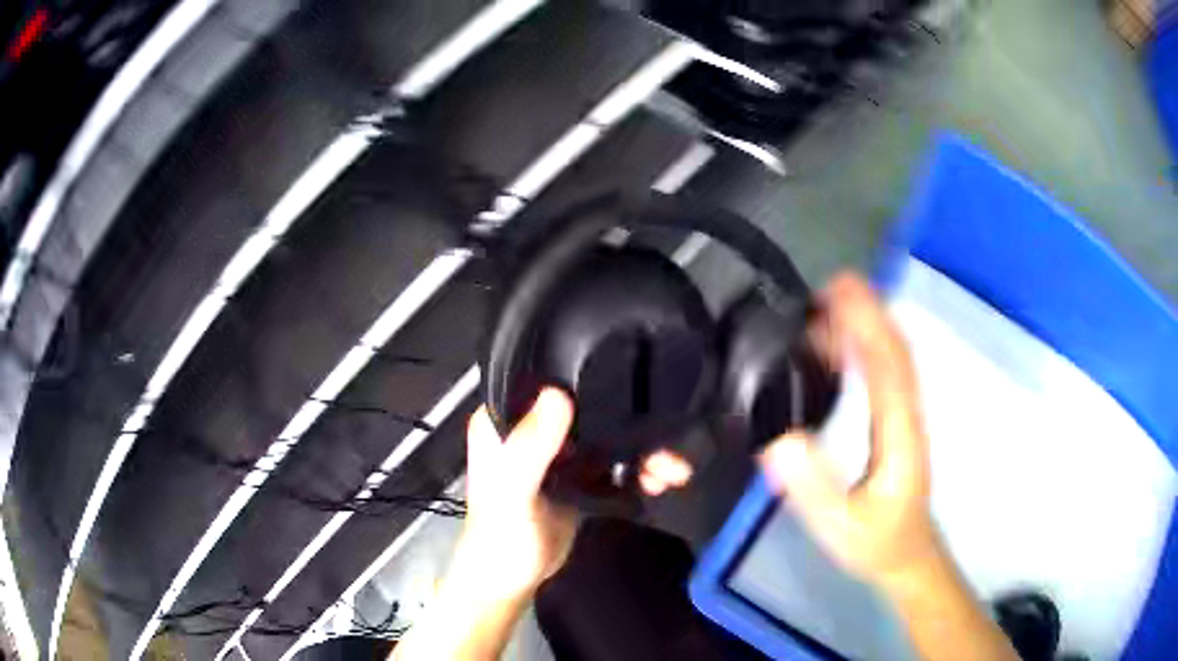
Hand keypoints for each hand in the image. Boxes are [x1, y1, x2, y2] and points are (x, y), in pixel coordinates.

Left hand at [461, 389, 696, 594]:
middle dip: (625, 418)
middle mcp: (531, 431)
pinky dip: (637, 468)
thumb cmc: (499, 537)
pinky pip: (613, 463)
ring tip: (669, 465)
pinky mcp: (578, 478)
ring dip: (639, 447)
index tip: (622, 372)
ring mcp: (558, 455)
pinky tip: (660, 477)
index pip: (542, 381)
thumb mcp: (511, 492)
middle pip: (584, 409)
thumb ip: (530, 448)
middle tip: (660, 430)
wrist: (512, 581)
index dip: (579, 373)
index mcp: (504, 423)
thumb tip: (558, 395)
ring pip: (605, 436)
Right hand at [759, 273, 942, 589]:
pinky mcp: (898, 422)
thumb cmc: (876, 541)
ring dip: (868, 323)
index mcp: (898, 433)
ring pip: (894, 357)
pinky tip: (840, 345)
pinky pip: (886, 373)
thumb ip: (813, 488)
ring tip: (827, 306)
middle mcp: (907, 414)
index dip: (865, 323)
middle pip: (895, 348)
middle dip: (867, 310)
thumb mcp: (841, 526)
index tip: (836, 292)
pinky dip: (866, 347)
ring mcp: (906, 416)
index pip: (887, 365)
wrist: (907, 554)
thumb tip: (779, 440)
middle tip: (825, 288)